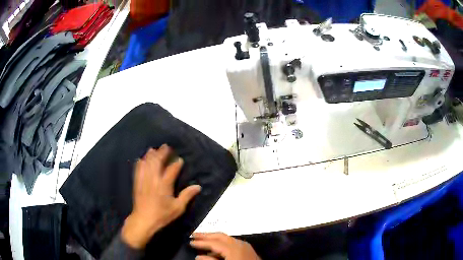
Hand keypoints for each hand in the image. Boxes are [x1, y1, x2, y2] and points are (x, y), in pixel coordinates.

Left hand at [122, 144, 201, 248]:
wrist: (144, 219)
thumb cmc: (162, 215)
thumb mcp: (178, 208)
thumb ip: (187, 196)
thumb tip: (198, 186)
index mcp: (165, 185)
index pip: (172, 170)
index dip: (176, 164)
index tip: (180, 159)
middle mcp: (154, 179)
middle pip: (157, 162)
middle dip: (162, 153)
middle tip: (166, 146)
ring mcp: (144, 180)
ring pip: (147, 164)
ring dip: (150, 155)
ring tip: (153, 149)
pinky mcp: (137, 183)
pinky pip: (138, 170)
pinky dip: (140, 163)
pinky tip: (141, 159)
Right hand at [190, 233, 260, 259]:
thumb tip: (199, 256)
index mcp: (233, 248)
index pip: (214, 242)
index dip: (201, 242)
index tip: (190, 241)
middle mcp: (239, 243)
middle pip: (220, 236)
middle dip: (206, 235)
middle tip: (194, 235)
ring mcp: (245, 245)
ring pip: (226, 238)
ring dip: (214, 238)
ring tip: (203, 240)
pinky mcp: (247, 249)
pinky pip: (232, 242)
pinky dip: (222, 242)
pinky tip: (216, 247)